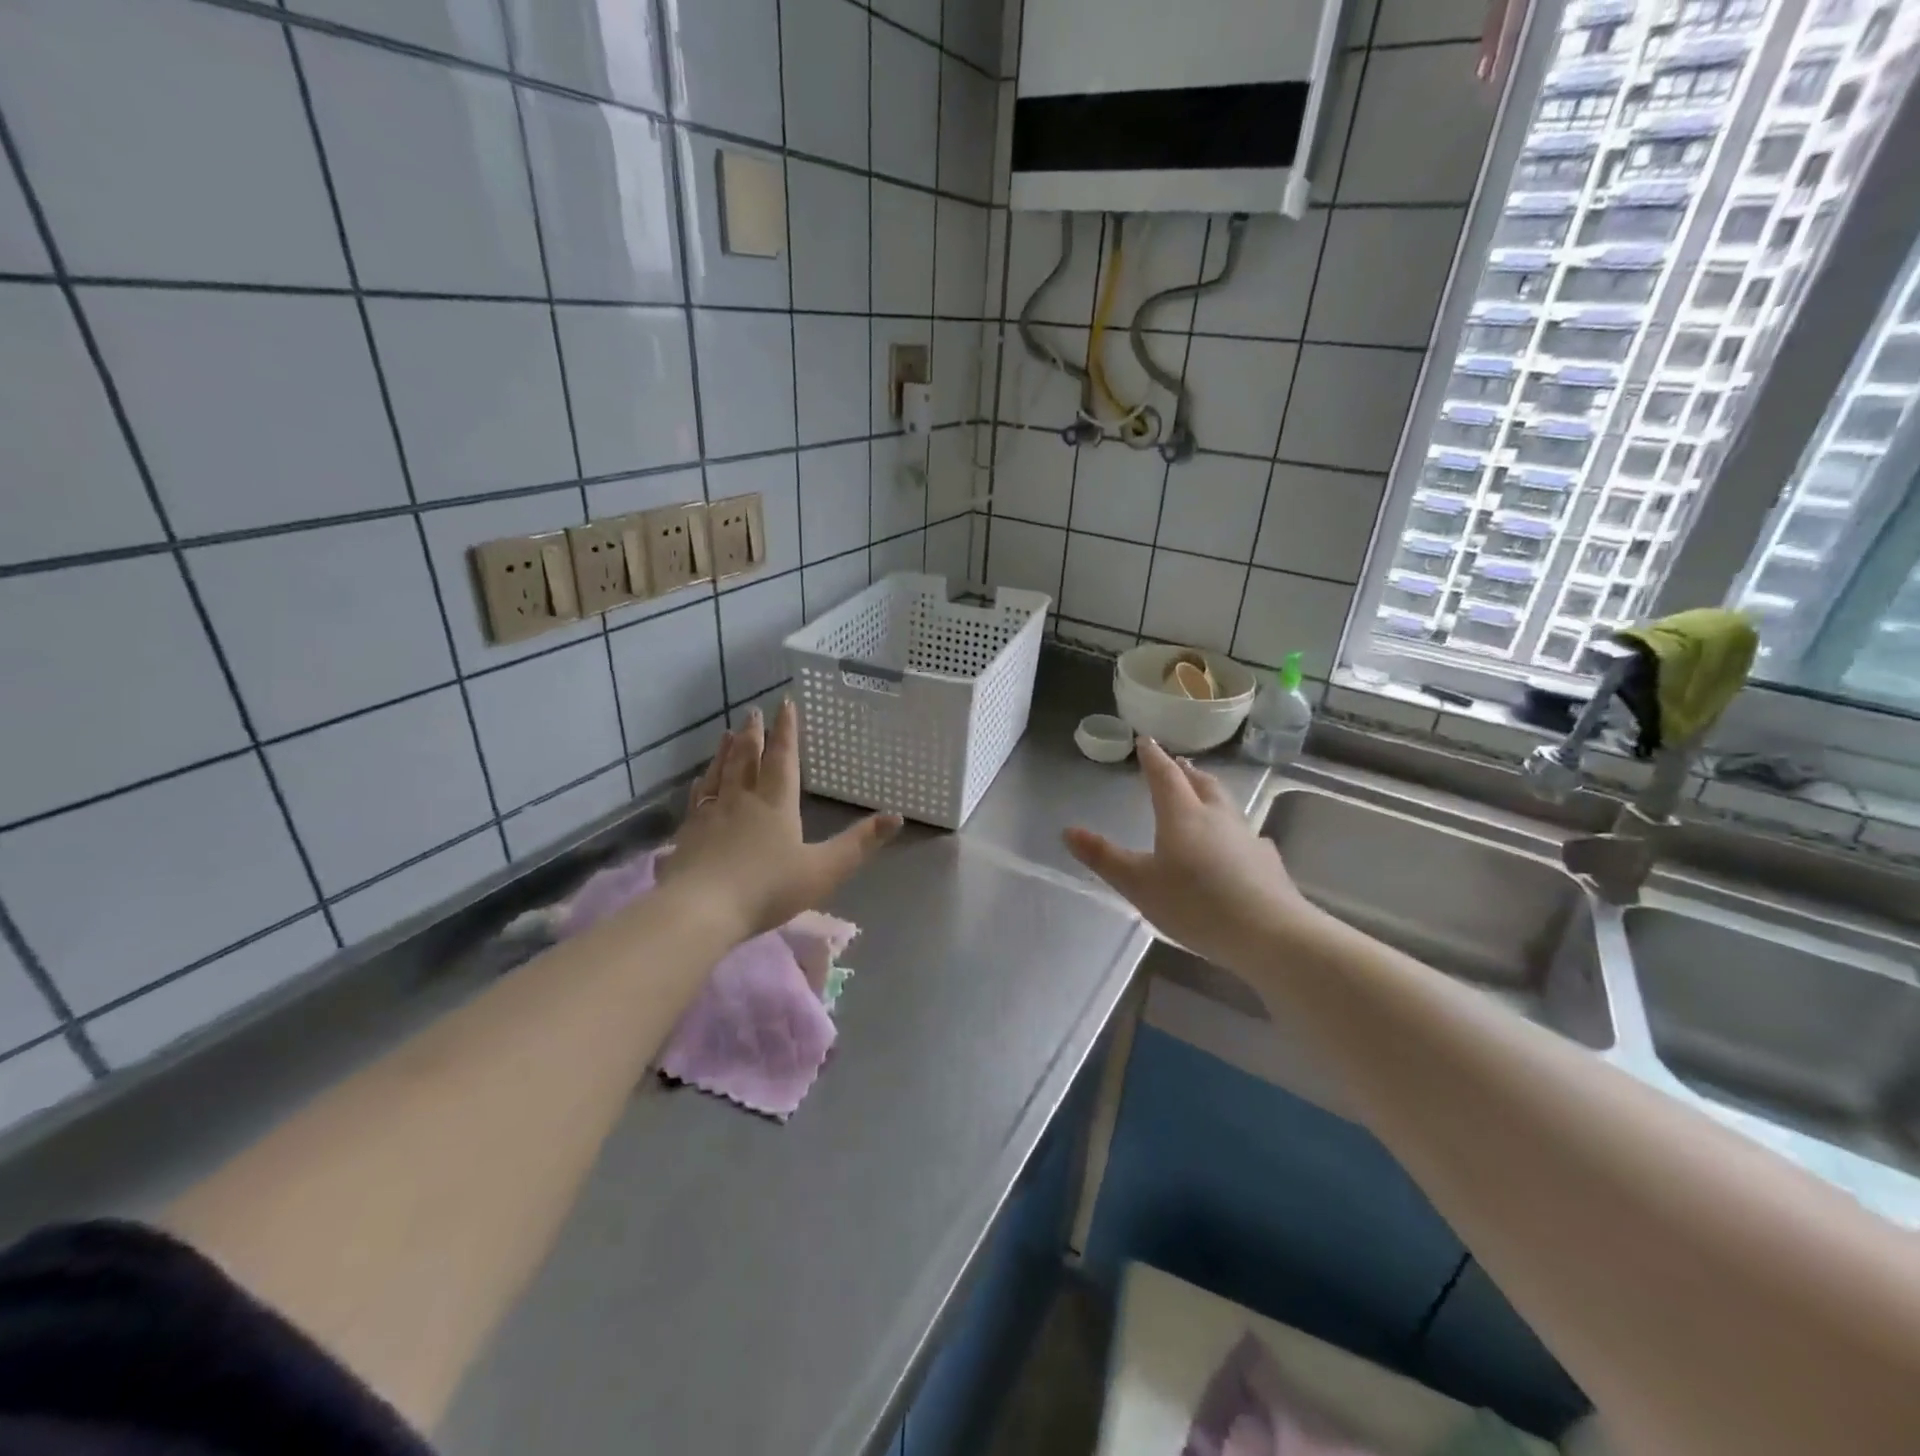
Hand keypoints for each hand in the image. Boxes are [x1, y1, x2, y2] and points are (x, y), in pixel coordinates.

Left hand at [660, 701, 901, 939]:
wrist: (700, 909)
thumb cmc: (767, 888)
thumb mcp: (824, 870)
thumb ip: (859, 844)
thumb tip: (896, 816)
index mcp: (776, 803)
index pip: (783, 758)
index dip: (786, 730)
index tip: (785, 703)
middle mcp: (742, 799)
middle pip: (748, 758)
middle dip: (754, 734)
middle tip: (753, 711)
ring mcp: (710, 814)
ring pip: (720, 773)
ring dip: (725, 751)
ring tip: (727, 733)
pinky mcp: (687, 833)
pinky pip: (697, 798)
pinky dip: (702, 783)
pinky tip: (699, 782)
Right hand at [1063, 738, 1316, 974]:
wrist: (1269, 934)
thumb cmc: (1195, 904)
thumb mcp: (1138, 884)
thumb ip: (1104, 857)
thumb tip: (1068, 830)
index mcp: (1182, 814)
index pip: (1164, 775)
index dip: (1152, 757)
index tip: (1145, 740)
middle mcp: (1216, 816)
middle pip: (1200, 783)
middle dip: (1184, 771)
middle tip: (1175, 763)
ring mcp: (1247, 837)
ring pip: (1226, 804)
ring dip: (1210, 793)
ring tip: (1202, 793)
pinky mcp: (1266, 862)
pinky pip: (1246, 835)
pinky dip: (1234, 830)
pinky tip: (1237, 844)